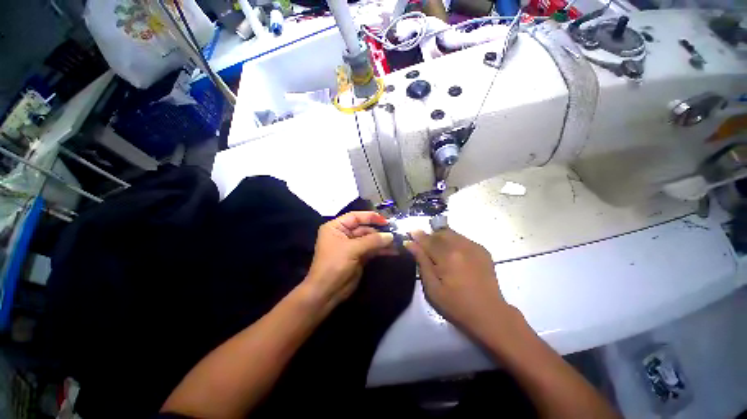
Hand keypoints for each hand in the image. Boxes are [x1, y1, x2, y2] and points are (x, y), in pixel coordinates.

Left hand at [303, 211, 393, 309]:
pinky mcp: (358, 256)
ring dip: (382, 241)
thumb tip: (390, 235)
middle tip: (395, 233)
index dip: (370, 217)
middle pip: (364, 228)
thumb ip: (372, 240)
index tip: (386, 220)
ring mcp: (352, 246)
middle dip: (379, 231)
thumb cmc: (334, 265)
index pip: (355, 217)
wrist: (327, 292)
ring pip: (370, 239)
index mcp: (336, 227)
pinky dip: (381, 250)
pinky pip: (372, 249)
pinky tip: (393, 251)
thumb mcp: (352, 249)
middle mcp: (344, 234)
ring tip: (397, 242)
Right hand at [405, 229, 514, 339]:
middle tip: (424, 246)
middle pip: (440, 232)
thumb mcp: (432, 288)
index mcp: (447, 257)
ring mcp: (474, 247)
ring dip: (442, 237)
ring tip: (438, 250)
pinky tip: (454, 255)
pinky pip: (463, 239)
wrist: (489, 314)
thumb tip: (410, 244)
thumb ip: (421, 262)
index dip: (417, 235)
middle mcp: (461, 246)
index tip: (410, 232)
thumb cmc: (455, 305)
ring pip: (452, 233)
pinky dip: (454, 242)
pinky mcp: (482, 250)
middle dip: (430, 236)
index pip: (428, 240)